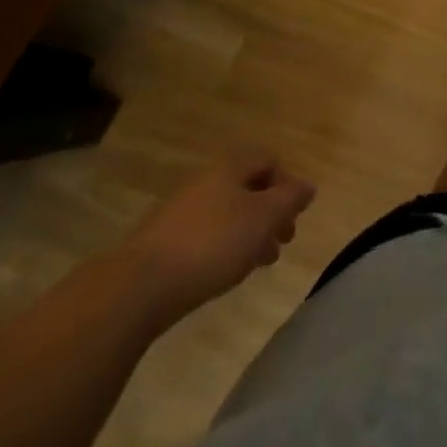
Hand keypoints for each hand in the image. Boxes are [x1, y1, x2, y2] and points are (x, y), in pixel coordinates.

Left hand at [122, 155, 315, 321]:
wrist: (138, 286)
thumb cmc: (212, 243)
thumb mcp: (263, 218)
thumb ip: (290, 200)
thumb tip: (308, 186)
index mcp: (229, 168)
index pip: (267, 160)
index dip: (287, 182)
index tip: (296, 214)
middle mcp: (205, 182)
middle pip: (247, 188)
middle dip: (270, 212)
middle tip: (284, 241)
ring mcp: (180, 212)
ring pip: (227, 214)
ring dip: (249, 233)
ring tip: (259, 263)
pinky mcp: (162, 243)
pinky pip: (205, 235)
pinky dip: (223, 248)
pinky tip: (224, 273)